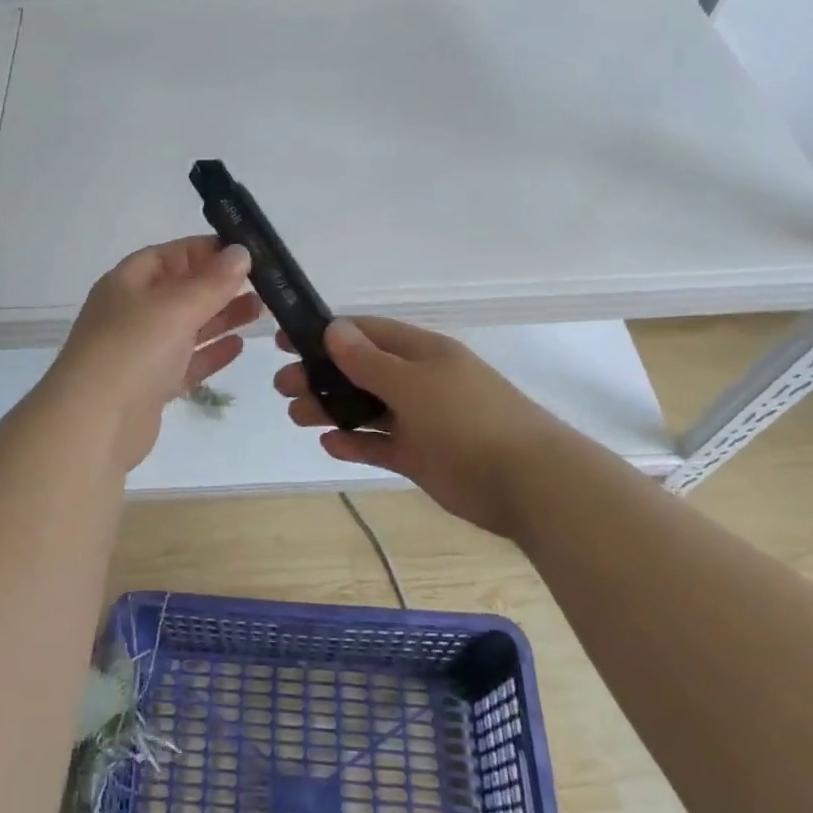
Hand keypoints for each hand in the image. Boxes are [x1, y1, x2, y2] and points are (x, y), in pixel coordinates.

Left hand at [50, 236, 262, 472]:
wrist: (93, 424)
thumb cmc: (133, 349)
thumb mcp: (176, 306)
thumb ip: (212, 281)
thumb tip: (240, 252)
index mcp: (127, 283)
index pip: (169, 254)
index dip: (204, 250)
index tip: (244, 252)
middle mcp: (131, 313)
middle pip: (180, 290)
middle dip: (219, 285)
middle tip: (263, 284)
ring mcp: (140, 352)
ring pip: (187, 327)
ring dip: (221, 317)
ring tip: (260, 310)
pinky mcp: (151, 387)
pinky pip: (186, 362)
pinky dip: (211, 353)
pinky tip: (239, 346)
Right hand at [274, 317, 565, 534]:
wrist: (530, 483)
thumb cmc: (468, 420)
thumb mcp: (413, 384)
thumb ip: (369, 361)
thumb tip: (333, 329)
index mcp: (421, 353)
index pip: (365, 333)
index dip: (326, 334)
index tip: (286, 342)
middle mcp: (418, 381)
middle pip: (360, 371)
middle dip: (321, 375)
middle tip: (283, 386)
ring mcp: (420, 420)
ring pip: (366, 408)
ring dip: (331, 409)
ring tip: (296, 415)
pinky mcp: (421, 456)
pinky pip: (380, 444)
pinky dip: (355, 443)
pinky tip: (329, 443)